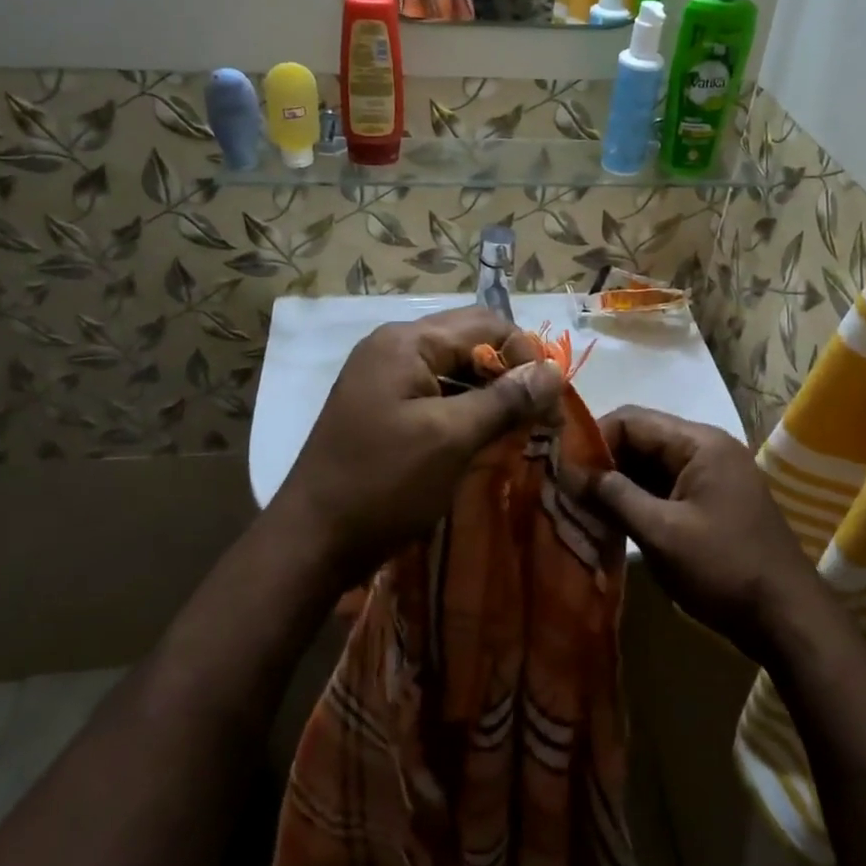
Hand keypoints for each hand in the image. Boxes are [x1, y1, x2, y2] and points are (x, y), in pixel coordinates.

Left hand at [272, 307, 563, 585]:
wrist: (311, 541)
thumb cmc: (383, 483)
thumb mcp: (451, 438)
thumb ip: (505, 399)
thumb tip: (554, 371)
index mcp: (406, 341)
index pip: (485, 323)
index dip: (525, 353)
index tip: (550, 400)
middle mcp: (393, 347)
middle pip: (469, 341)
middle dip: (510, 372)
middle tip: (539, 416)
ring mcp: (384, 378)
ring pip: (455, 369)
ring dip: (490, 393)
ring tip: (518, 431)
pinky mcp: (383, 407)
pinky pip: (436, 393)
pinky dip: (465, 410)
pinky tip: (484, 440)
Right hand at [569, 407, 821, 663]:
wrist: (789, 620)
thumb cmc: (724, 570)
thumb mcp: (661, 533)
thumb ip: (614, 497)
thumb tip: (570, 472)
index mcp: (699, 443)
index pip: (632, 420)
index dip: (594, 439)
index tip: (563, 468)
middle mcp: (706, 449)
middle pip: (641, 440)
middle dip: (604, 463)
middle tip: (567, 491)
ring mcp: (711, 477)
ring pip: (651, 466)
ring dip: (618, 484)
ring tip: (581, 507)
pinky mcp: (711, 503)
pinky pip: (665, 488)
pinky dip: (638, 500)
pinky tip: (612, 522)